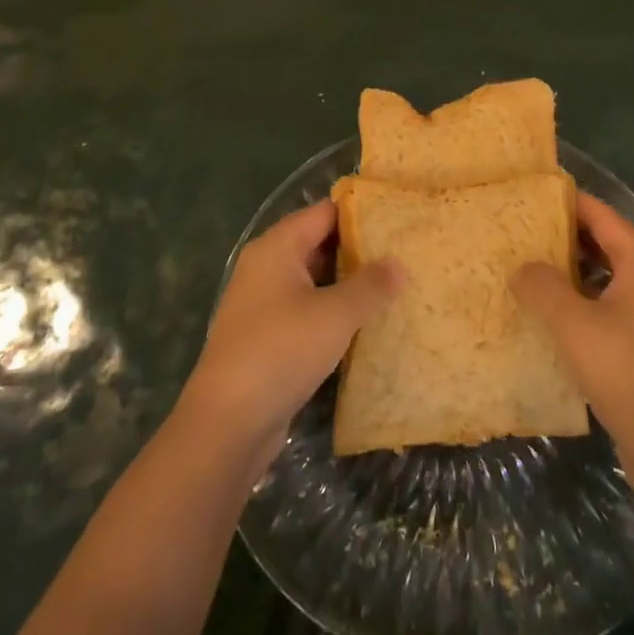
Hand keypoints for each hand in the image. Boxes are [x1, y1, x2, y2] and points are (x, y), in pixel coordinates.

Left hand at [181, 200, 398, 471]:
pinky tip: (365, 322)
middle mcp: (266, 266)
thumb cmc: (281, 351)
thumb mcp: (335, 314)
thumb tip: (399, 264)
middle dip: (359, 249)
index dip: (361, 213)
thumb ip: (370, 285)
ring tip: (394, 285)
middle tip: (405, 253)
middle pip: (319, 243)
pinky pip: (307, 309)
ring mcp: (264, 302)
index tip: (399, 218)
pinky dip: (333, 310)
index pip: (325, 212)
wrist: (228, 422)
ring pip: (314, 279)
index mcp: (277, 247)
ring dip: (348, 283)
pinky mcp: (267, 335)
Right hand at [514, 192, 633, 456]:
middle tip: (522, 233)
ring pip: (608, 280)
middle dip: (566, 238)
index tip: (532, 194)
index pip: (602, 215)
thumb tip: (523, 268)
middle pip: (607, 245)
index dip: (568, 201)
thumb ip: (542, 287)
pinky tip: (553, 320)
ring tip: (529, 272)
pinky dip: (583, 306)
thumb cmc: (626, 370)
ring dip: (572, 275)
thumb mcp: (573, 323)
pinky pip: (611, 311)